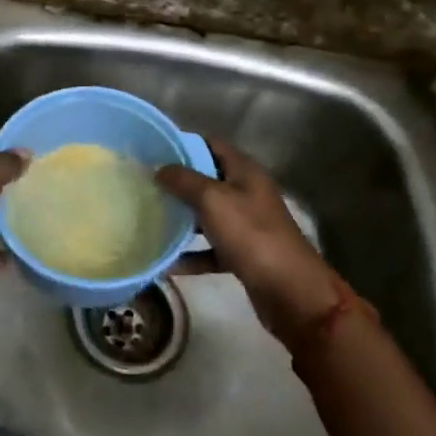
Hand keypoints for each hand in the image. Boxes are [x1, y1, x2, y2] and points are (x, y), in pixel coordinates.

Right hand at [156, 135, 346, 348]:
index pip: (210, 144)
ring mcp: (246, 225)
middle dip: (177, 182)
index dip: (183, 144)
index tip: (152, 150)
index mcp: (244, 171)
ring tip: (148, 218)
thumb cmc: (251, 234)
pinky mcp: (243, 254)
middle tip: (144, 185)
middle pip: (206, 179)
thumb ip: (184, 180)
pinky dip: (190, 255)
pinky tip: (166, 263)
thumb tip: (159, 168)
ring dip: (181, 218)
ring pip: (206, 215)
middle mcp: (246, 193)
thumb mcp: (213, 200)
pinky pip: (210, 249)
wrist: (291, 292)